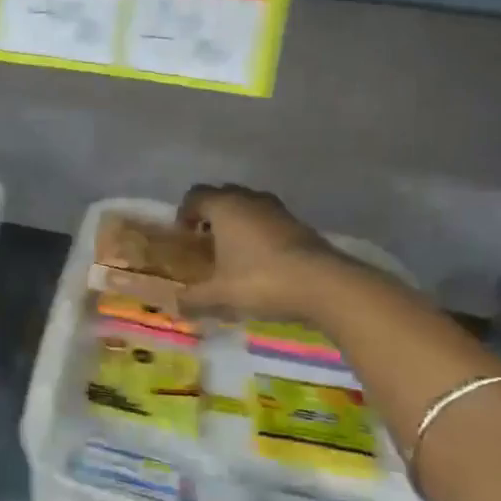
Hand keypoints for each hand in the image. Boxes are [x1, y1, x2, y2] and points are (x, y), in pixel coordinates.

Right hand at [175, 183, 344, 320]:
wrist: (323, 284)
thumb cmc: (261, 280)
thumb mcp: (220, 294)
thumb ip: (194, 298)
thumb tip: (177, 305)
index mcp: (225, 207)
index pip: (195, 196)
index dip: (184, 213)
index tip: (183, 235)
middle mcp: (250, 199)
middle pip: (223, 195)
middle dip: (210, 214)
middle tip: (206, 240)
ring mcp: (278, 210)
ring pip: (249, 206)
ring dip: (237, 222)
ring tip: (233, 250)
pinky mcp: (299, 224)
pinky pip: (269, 220)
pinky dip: (259, 232)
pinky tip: (260, 260)